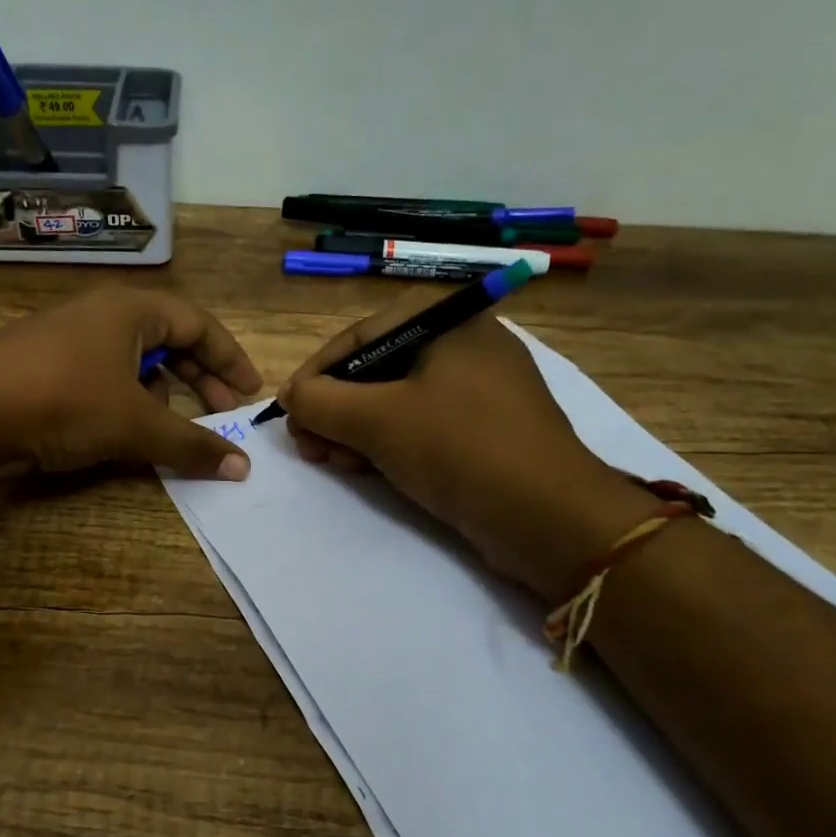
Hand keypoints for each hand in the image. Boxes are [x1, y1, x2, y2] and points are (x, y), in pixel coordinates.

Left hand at [0, 286, 262, 479]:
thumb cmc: (63, 402)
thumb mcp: (136, 425)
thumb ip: (192, 444)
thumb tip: (242, 467)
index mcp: (129, 309)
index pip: (198, 324)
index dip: (230, 358)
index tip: (251, 392)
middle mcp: (99, 315)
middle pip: (167, 340)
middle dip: (200, 378)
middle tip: (223, 413)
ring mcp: (66, 340)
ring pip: (132, 361)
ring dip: (162, 393)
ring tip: (175, 426)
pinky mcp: (42, 368)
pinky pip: (102, 378)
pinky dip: (126, 401)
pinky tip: (123, 430)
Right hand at [279, 293, 655, 595]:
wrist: (547, 516)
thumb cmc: (459, 448)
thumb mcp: (377, 420)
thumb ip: (320, 401)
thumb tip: (291, 396)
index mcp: (448, 320)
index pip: (360, 335)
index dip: (316, 374)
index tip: (288, 411)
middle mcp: (466, 343)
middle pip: (376, 369)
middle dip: (335, 410)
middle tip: (310, 447)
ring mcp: (479, 389)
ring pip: (397, 401)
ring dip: (356, 431)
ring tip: (335, 463)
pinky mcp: (485, 430)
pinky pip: (423, 426)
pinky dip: (389, 444)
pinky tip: (368, 471)